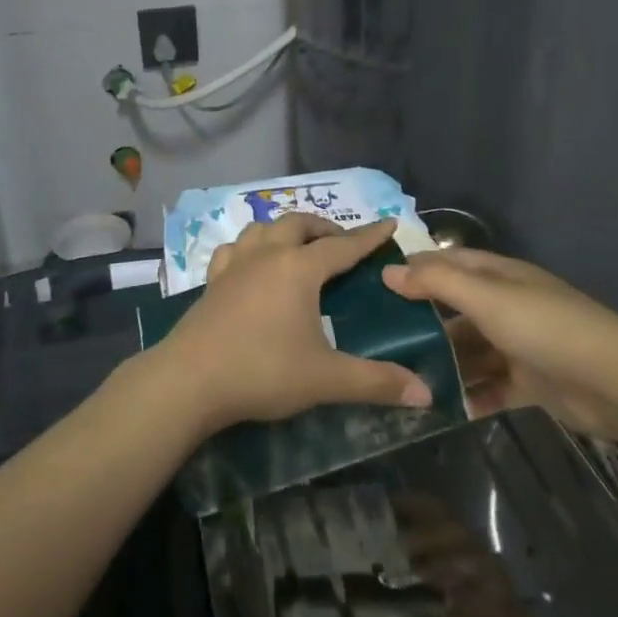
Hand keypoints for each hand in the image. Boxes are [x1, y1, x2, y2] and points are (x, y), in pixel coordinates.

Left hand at [156, 215, 433, 431]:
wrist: (191, 379)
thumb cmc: (263, 371)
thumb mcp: (326, 378)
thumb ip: (376, 382)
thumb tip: (426, 393)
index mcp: (299, 269)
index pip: (343, 246)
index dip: (368, 236)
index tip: (389, 223)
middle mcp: (267, 255)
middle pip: (299, 224)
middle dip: (324, 228)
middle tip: (341, 242)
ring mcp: (235, 264)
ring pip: (263, 228)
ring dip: (285, 229)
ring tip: (298, 245)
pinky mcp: (213, 280)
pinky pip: (234, 248)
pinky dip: (250, 246)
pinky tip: (251, 262)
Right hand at [382, 249, 617, 438]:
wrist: (614, 383)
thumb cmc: (544, 327)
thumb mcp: (485, 298)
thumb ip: (436, 282)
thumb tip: (388, 270)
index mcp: (499, 276)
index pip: (448, 263)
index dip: (415, 269)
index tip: (374, 284)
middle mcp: (507, 305)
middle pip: (456, 309)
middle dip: (423, 322)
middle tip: (381, 340)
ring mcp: (519, 344)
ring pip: (470, 350)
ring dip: (444, 363)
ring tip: (404, 379)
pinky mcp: (530, 382)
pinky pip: (490, 386)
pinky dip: (470, 395)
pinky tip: (443, 408)